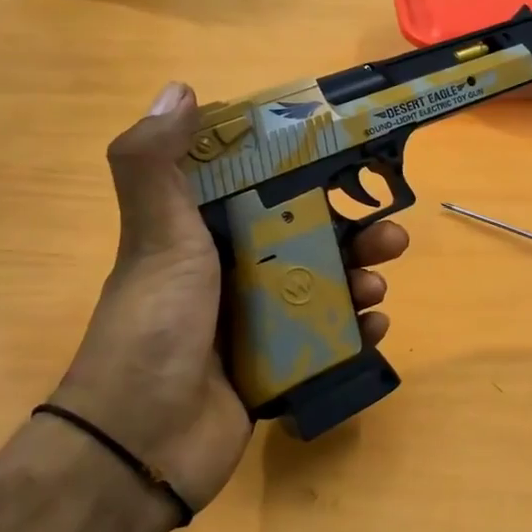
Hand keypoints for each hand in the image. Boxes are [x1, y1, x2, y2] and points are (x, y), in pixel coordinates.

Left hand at [52, 83, 408, 511]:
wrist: (142, 441)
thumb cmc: (155, 325)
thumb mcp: (156, 236)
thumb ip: (156, 163)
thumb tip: (181, 89)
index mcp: (204, 236)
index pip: (262, 190)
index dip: (304, 173)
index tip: (348, 161)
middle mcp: (232, 274)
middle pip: (308, 240)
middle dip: (354, 233)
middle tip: (390, 235)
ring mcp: (256, 324)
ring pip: (324, 288)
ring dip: (361, 280)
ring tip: (379, 287)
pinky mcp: (276, 367)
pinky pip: (328, 340)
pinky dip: (356, 331)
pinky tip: (374, 328)